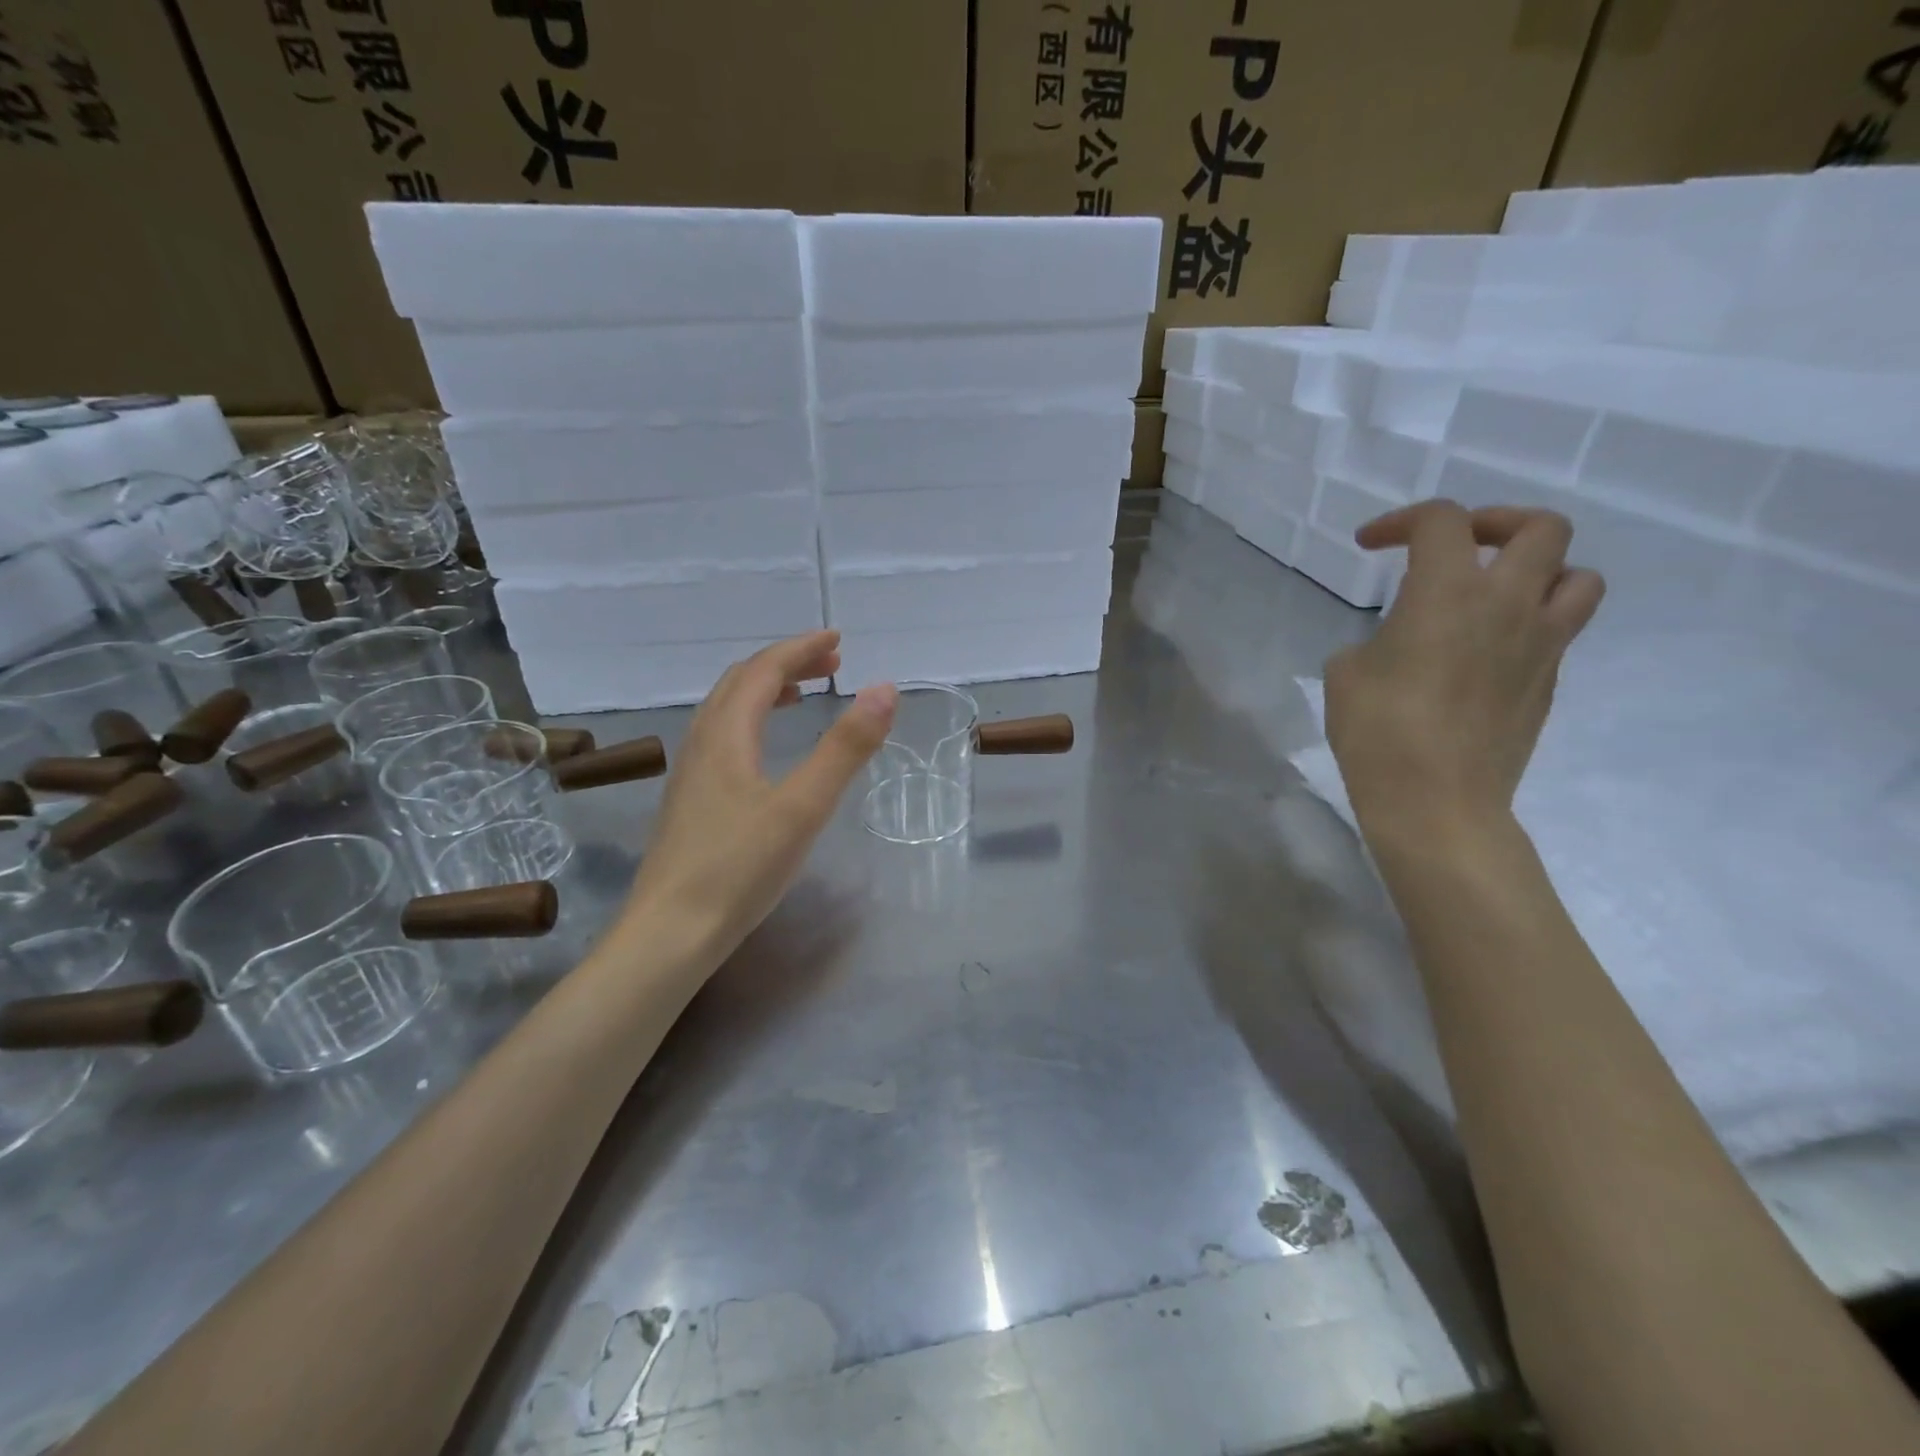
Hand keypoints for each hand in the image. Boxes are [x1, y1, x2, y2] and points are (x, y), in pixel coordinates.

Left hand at [624, 631, 896, 963]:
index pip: (764, 670)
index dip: (801, 649)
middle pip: (741, 683)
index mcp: (726, 735)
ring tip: (802, 694)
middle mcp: (701, 742)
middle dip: (786, 664)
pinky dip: (751, 720)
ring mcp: (690, 773)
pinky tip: (764, 750)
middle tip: (830, 664)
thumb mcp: (803, 807)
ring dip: (765, 690)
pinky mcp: (689, 800)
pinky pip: (720, 737)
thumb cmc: (739, 869)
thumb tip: (883, 689)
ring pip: (726, 710)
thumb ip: (845, 748)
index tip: (838, 640)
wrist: (669, 933)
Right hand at [1325, 501, 1604, 833]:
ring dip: (1540, 570)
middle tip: (1458, 547)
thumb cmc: (1377, 731)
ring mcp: (1540, 644)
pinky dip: (1529, 623)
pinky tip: (1485, 652)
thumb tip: (1397, 644)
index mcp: (1448, 592)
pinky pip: (1558, 630)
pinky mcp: (1548, 682)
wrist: (1436, 801)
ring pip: (1578, 576)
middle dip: (1496, 523)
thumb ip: (1376, 639)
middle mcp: (1507, 604)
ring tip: (1497, 592)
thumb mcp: (1346, 672)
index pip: (1441, 521)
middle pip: (1541, 528)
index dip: (1401, 520)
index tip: (1369, 544)